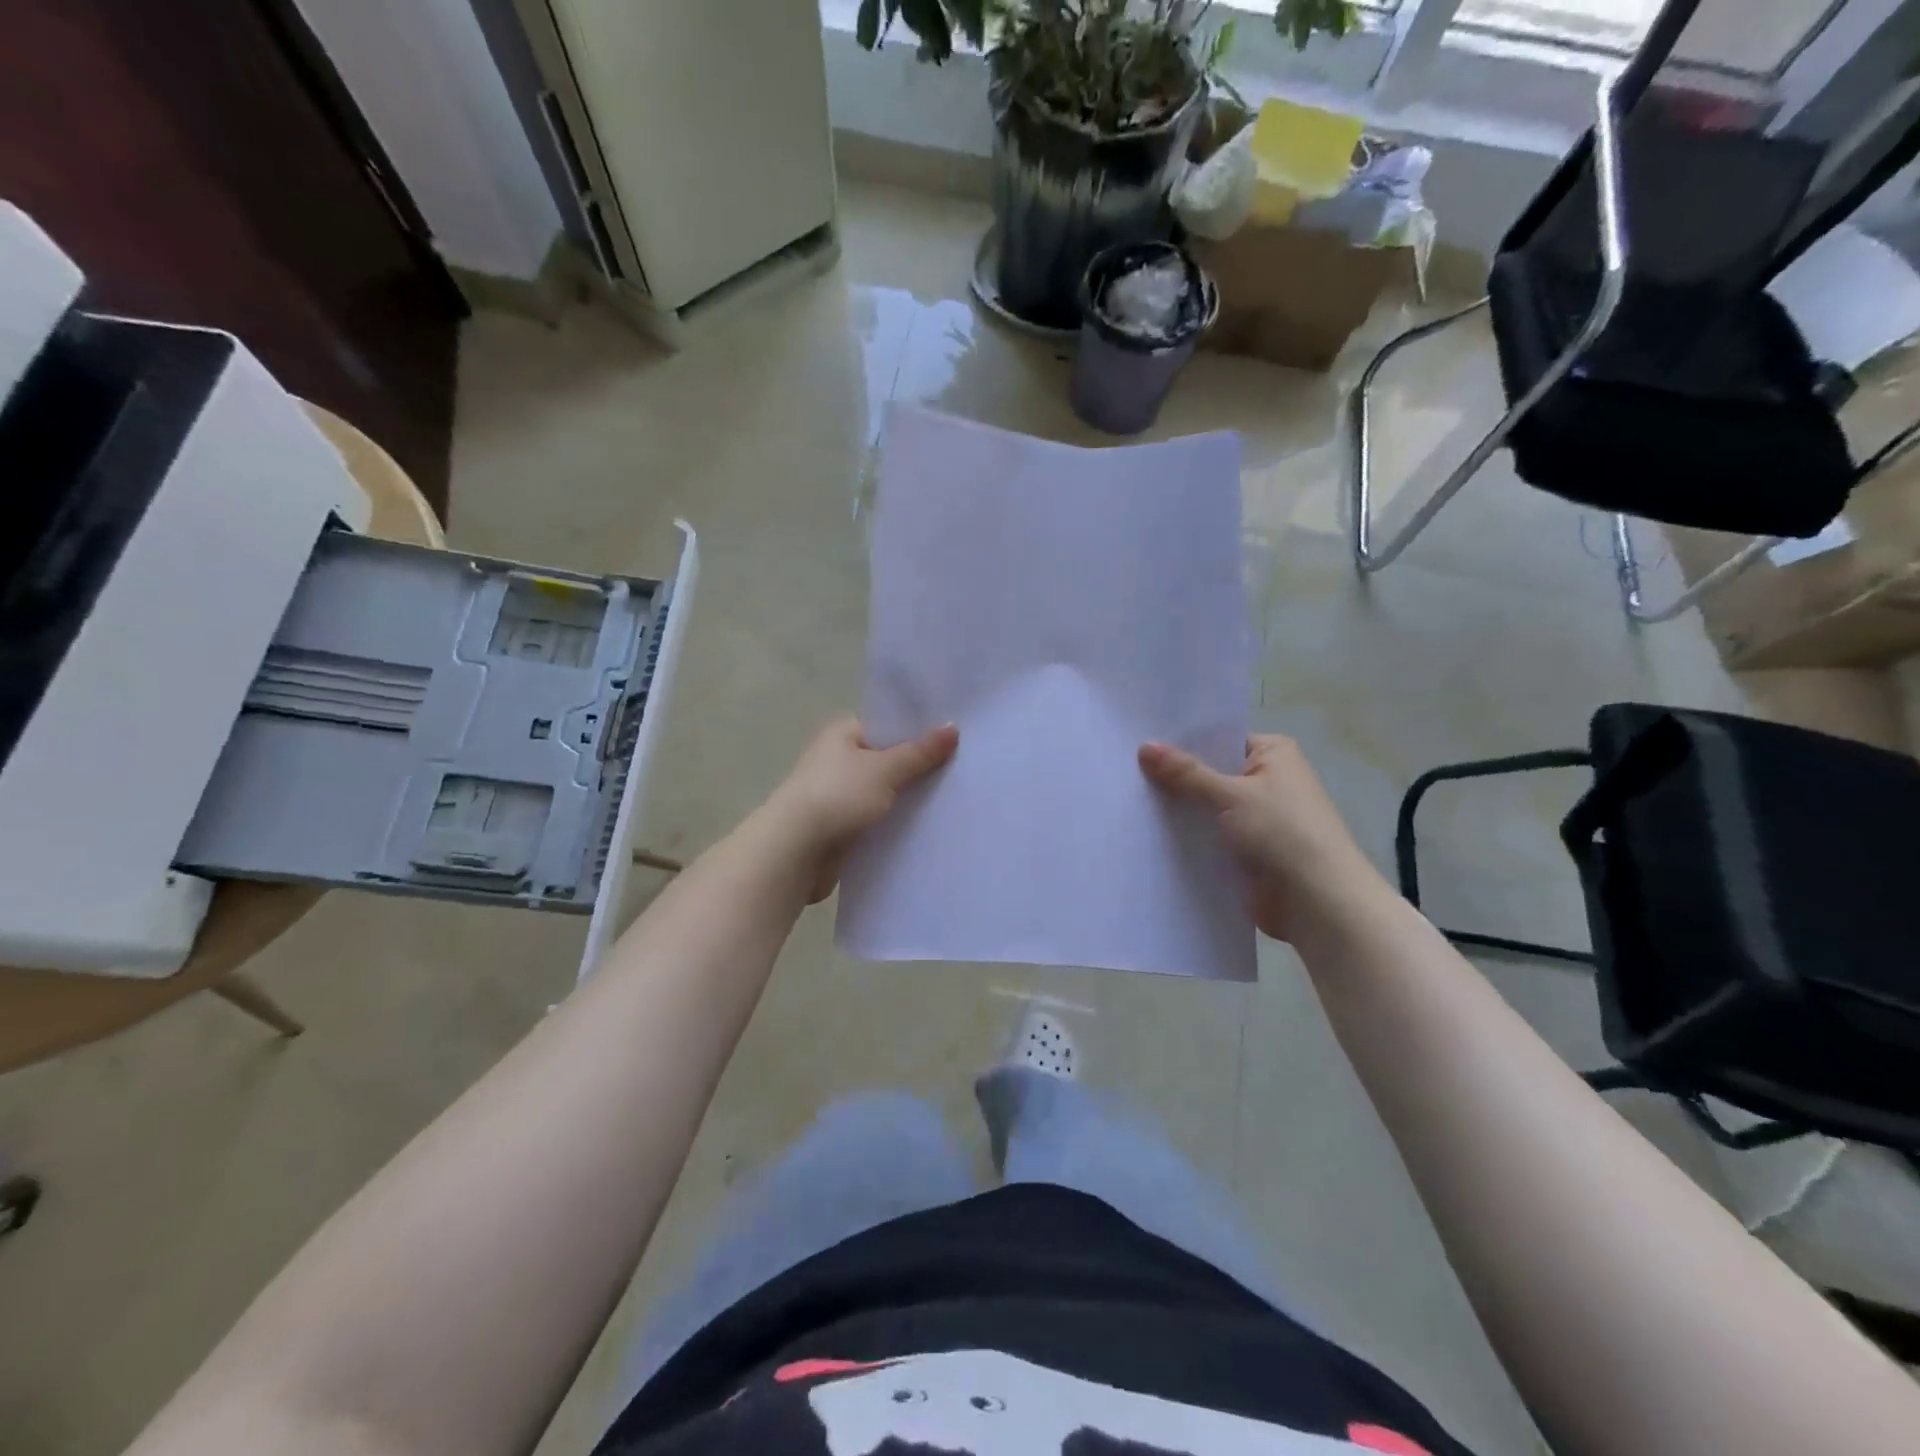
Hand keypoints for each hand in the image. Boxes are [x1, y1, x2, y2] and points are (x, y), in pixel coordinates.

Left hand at [765, 717, 959, 902]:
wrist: (795, 851)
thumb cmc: (837, 796)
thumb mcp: (885, 769)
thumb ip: (920, 751)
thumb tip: (953, 727)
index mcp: (844, 732)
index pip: (888, 723)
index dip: (920, 727)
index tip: (957, 734)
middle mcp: (840, 758)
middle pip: (889, 757)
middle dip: (921, 765)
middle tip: (965, 767)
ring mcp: (840, 793)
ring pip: (886, 790)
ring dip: (910, 796)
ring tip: (955, 796)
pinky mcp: (843, 825)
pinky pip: (879, 817)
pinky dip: (897, 820)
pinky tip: (929, 825)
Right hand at [1139, 735, 1393, 943]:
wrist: (1317, 903)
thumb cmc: (1282, 833)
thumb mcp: (1231, 795)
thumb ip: (1186, 773)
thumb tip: (1145, 746)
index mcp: (1272, 754)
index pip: (1218, 738)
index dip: (1180, 740)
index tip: (1138, 740)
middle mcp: (1266, 781)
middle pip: (1209, 772)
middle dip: (1173, 776)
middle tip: (1122, 768)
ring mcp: (1255, 817)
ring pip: (1205, 806)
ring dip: (1177, 808)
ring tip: (1125, 798)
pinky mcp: (1245, 850)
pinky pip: (1207, 835)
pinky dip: (1185, 835)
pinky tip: (1146, 832)